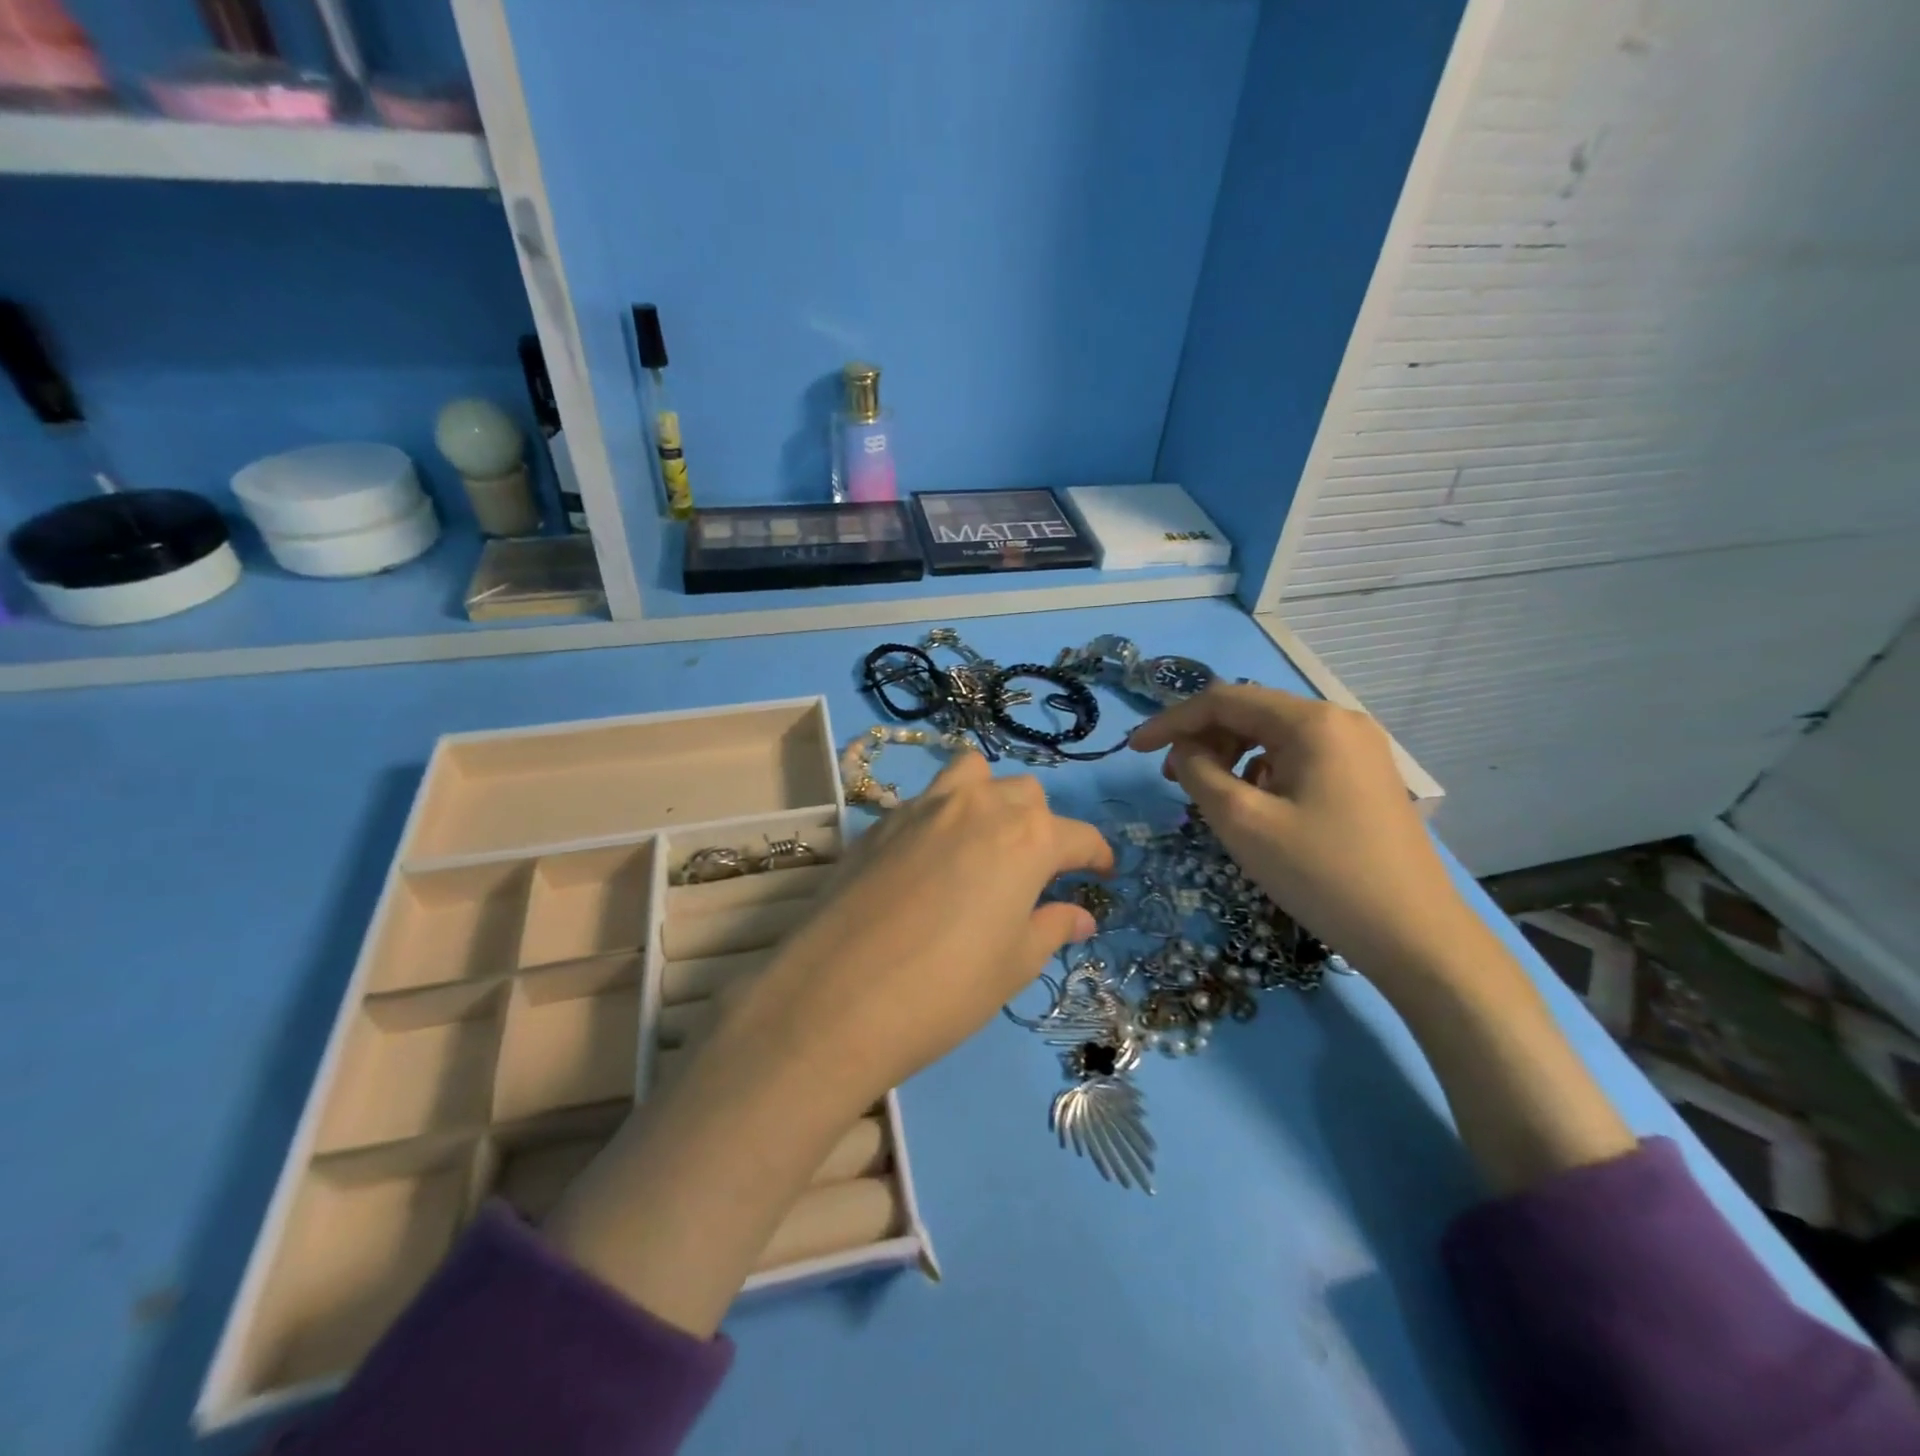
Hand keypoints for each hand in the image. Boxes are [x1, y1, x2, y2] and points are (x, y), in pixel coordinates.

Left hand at [546, 752, 1111, 1334]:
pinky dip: (942, 815)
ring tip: (983, 841)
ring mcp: (923, 807)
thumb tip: (1080, 914)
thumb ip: (1051, 927)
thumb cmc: (945, 990)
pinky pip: (925, 799)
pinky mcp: (879, 821)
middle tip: (1035, 871)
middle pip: (1025, 794)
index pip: (1077, 835)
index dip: (1095, 854)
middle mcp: (978, 807)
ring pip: (972, 775)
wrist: (835, 999)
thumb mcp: (1012, 965)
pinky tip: (930, 860)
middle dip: (1041, 825)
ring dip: (989, 798)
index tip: (1101, 872)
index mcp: (1026, 838)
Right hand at [1129, 684, 1483, 986]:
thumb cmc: (1321, 875)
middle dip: (1203, 739)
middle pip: (1251, 713)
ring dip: (1231, 756)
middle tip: (1172, 780)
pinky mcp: (1366, 776)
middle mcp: (1339, 721)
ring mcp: (1359, 748)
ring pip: (1274, 736)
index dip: (1171, 721)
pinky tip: (1257, 807)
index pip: (1223, 700)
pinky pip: (1298, 758)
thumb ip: (1199, 772)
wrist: (1416, 936)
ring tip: (1211, 796)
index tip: (1134, 750)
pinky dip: (1263, 772)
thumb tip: (1186, 750)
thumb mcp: (1242, 822)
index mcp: (1312, 722)